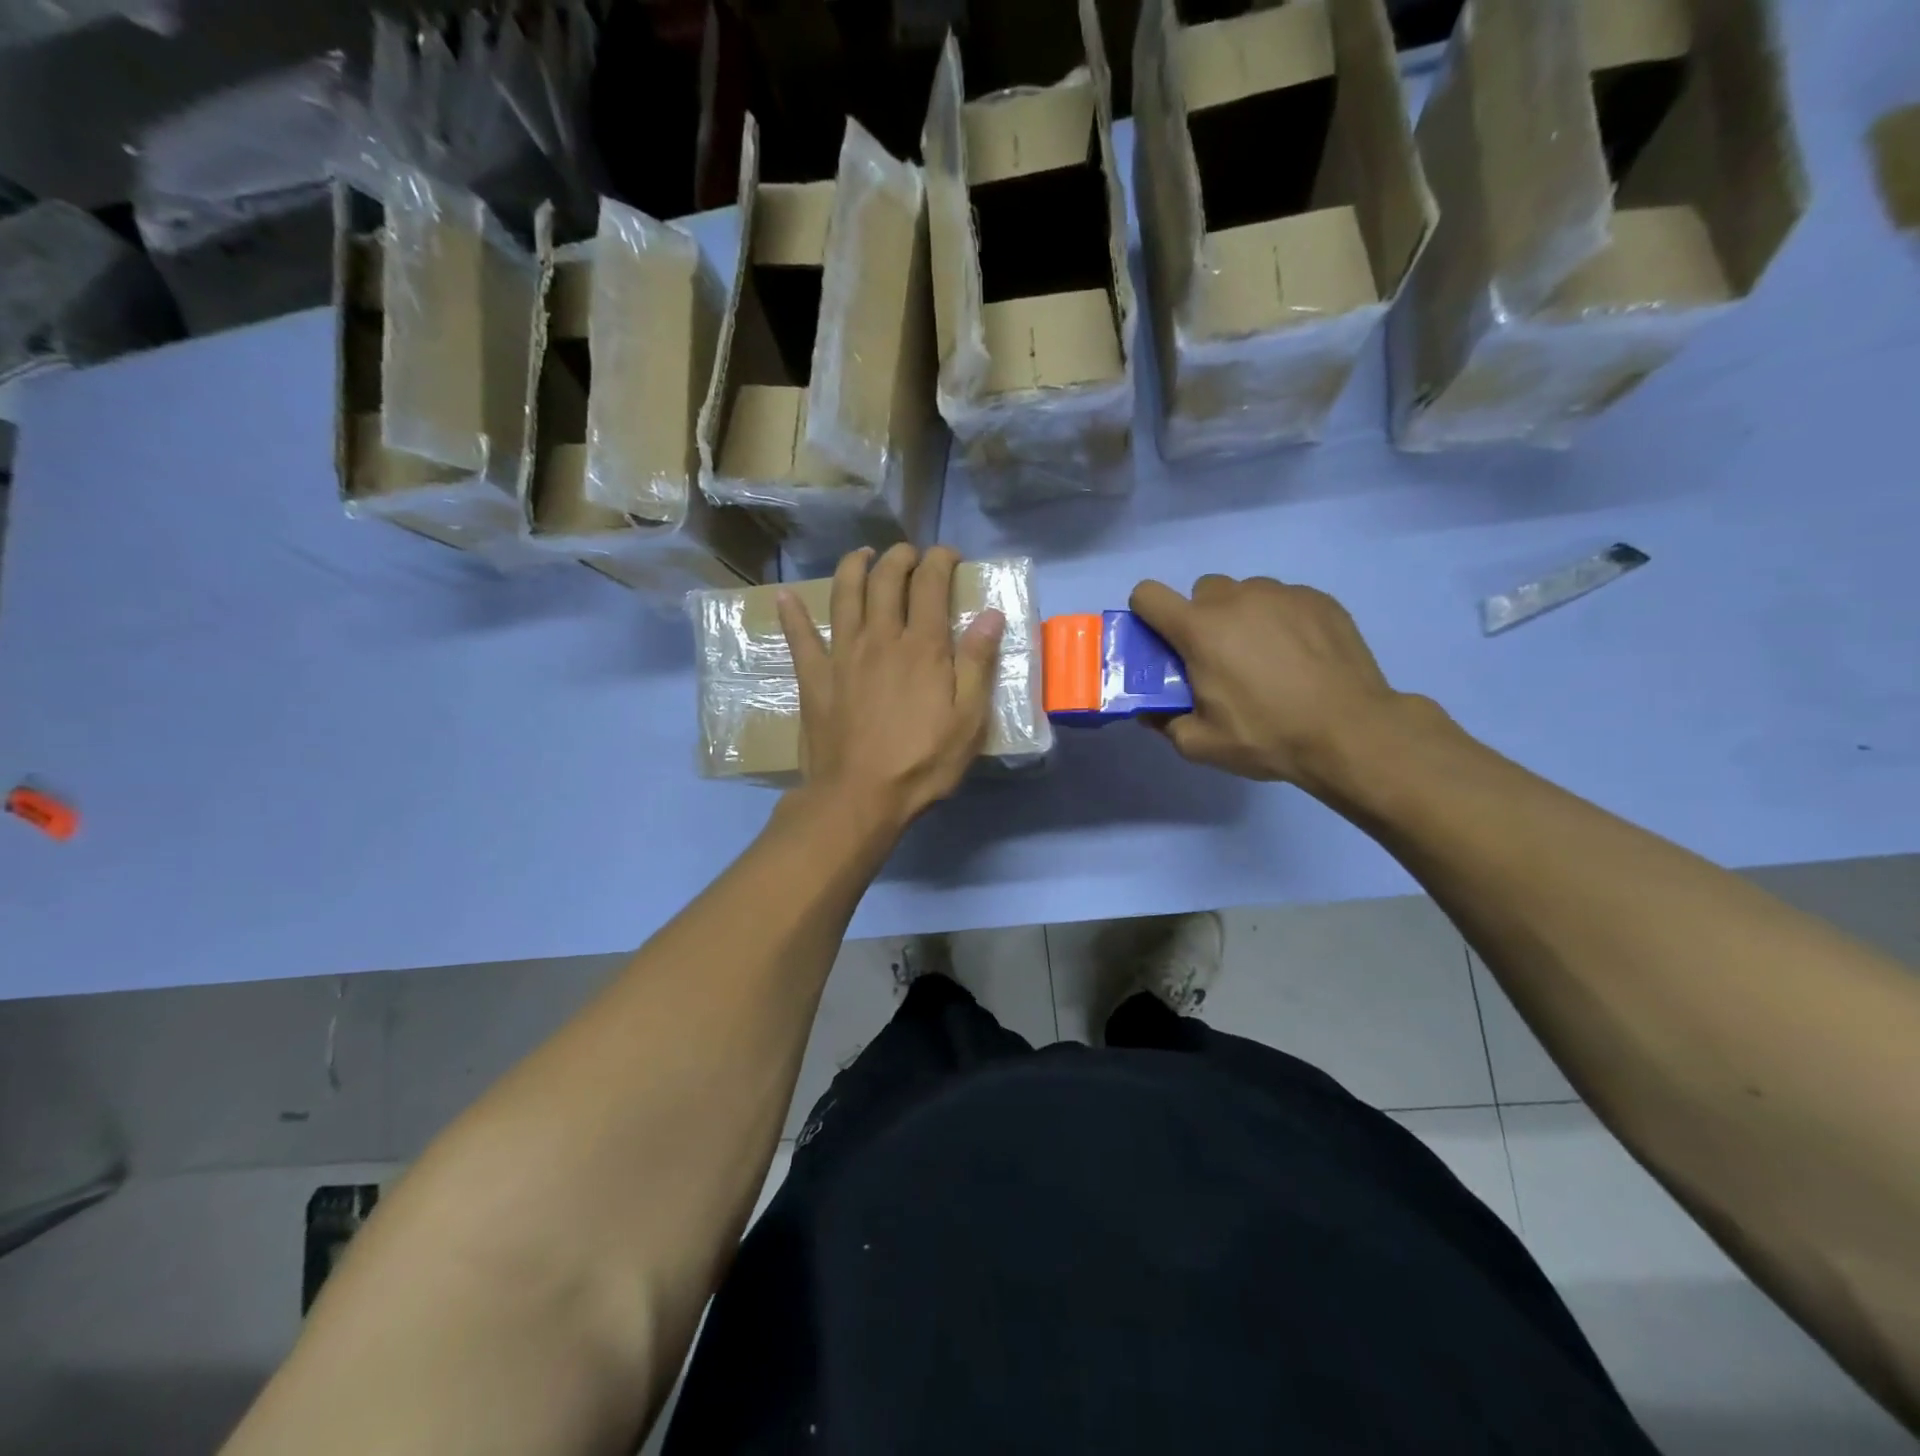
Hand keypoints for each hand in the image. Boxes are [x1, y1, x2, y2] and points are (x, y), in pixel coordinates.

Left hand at [778, 544, 1003, 834]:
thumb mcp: (968, 720)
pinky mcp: (814, 677)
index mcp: (922, 647)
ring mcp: (842, 654)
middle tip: (909, 554)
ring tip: (862, 555)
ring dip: (853, 567)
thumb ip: (978, 664)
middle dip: (899, 557)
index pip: (931, 584)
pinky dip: (792, 614)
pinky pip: (799, 637)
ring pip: (844, 595)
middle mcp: (880, 638)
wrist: (859, 796)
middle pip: (886, 580)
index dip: (941, 561)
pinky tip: (785, 596)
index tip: (949, 556)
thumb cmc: (922, 762)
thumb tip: (990, 614)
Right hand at [1130, 575, 1412, 793]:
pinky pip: (1284, 600)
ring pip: (1246, 593)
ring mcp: (1282, 594)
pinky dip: (1281, 621)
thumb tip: (1152, 710)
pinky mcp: (1319, 599)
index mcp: (1199, 629)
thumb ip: (1165, 723)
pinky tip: (1300, 657)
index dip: (1147, 614)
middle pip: (1202, 591)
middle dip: (1202, 619)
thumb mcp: (1201, 744)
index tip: (1163, 642)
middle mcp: (1236, 599)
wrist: (1352, 732)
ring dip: (1243, 617)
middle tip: (1220, 659)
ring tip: (1266, 659)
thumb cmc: (1268, 736)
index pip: (1148, 594)